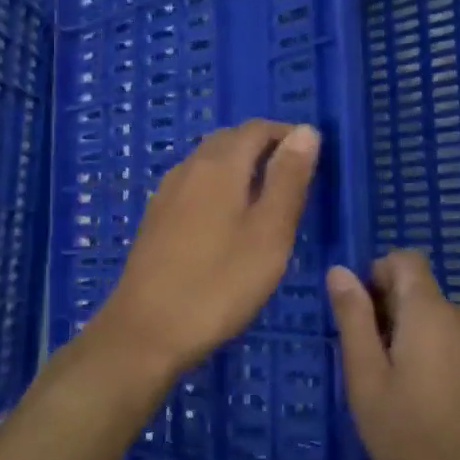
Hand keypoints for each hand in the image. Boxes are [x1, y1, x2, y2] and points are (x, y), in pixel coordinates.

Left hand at [98, 120, 320, 376]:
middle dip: (264, 148)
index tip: (313, 157)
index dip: (287, 134)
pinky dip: (220, 187)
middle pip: (230, 140)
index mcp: (219, 165)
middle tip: (295, 179)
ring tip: (268, 200)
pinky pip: (195, 185)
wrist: (146, 331)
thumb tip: (306, 131)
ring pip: (209, 162)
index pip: (256, 128)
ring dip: (241, 167)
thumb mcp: (269, 233)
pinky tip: (229, 221)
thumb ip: (289, 179)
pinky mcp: (156, 219)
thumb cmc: (218, 283)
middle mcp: (189, 168)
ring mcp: (167, 193)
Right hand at [328, 251, 459, 459]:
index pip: (406, 259)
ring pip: (443, 320)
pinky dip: (446, 356)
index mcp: (431, 313)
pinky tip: (441, 404)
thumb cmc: (414, 443)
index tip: (363, 319)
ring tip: (408, 392)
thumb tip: (340, 271)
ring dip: (420, 337)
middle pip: (423, 292)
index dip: (379, 275)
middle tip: (377, 370)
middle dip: (394, 314)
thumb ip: (354, 320)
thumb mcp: (367, 383)